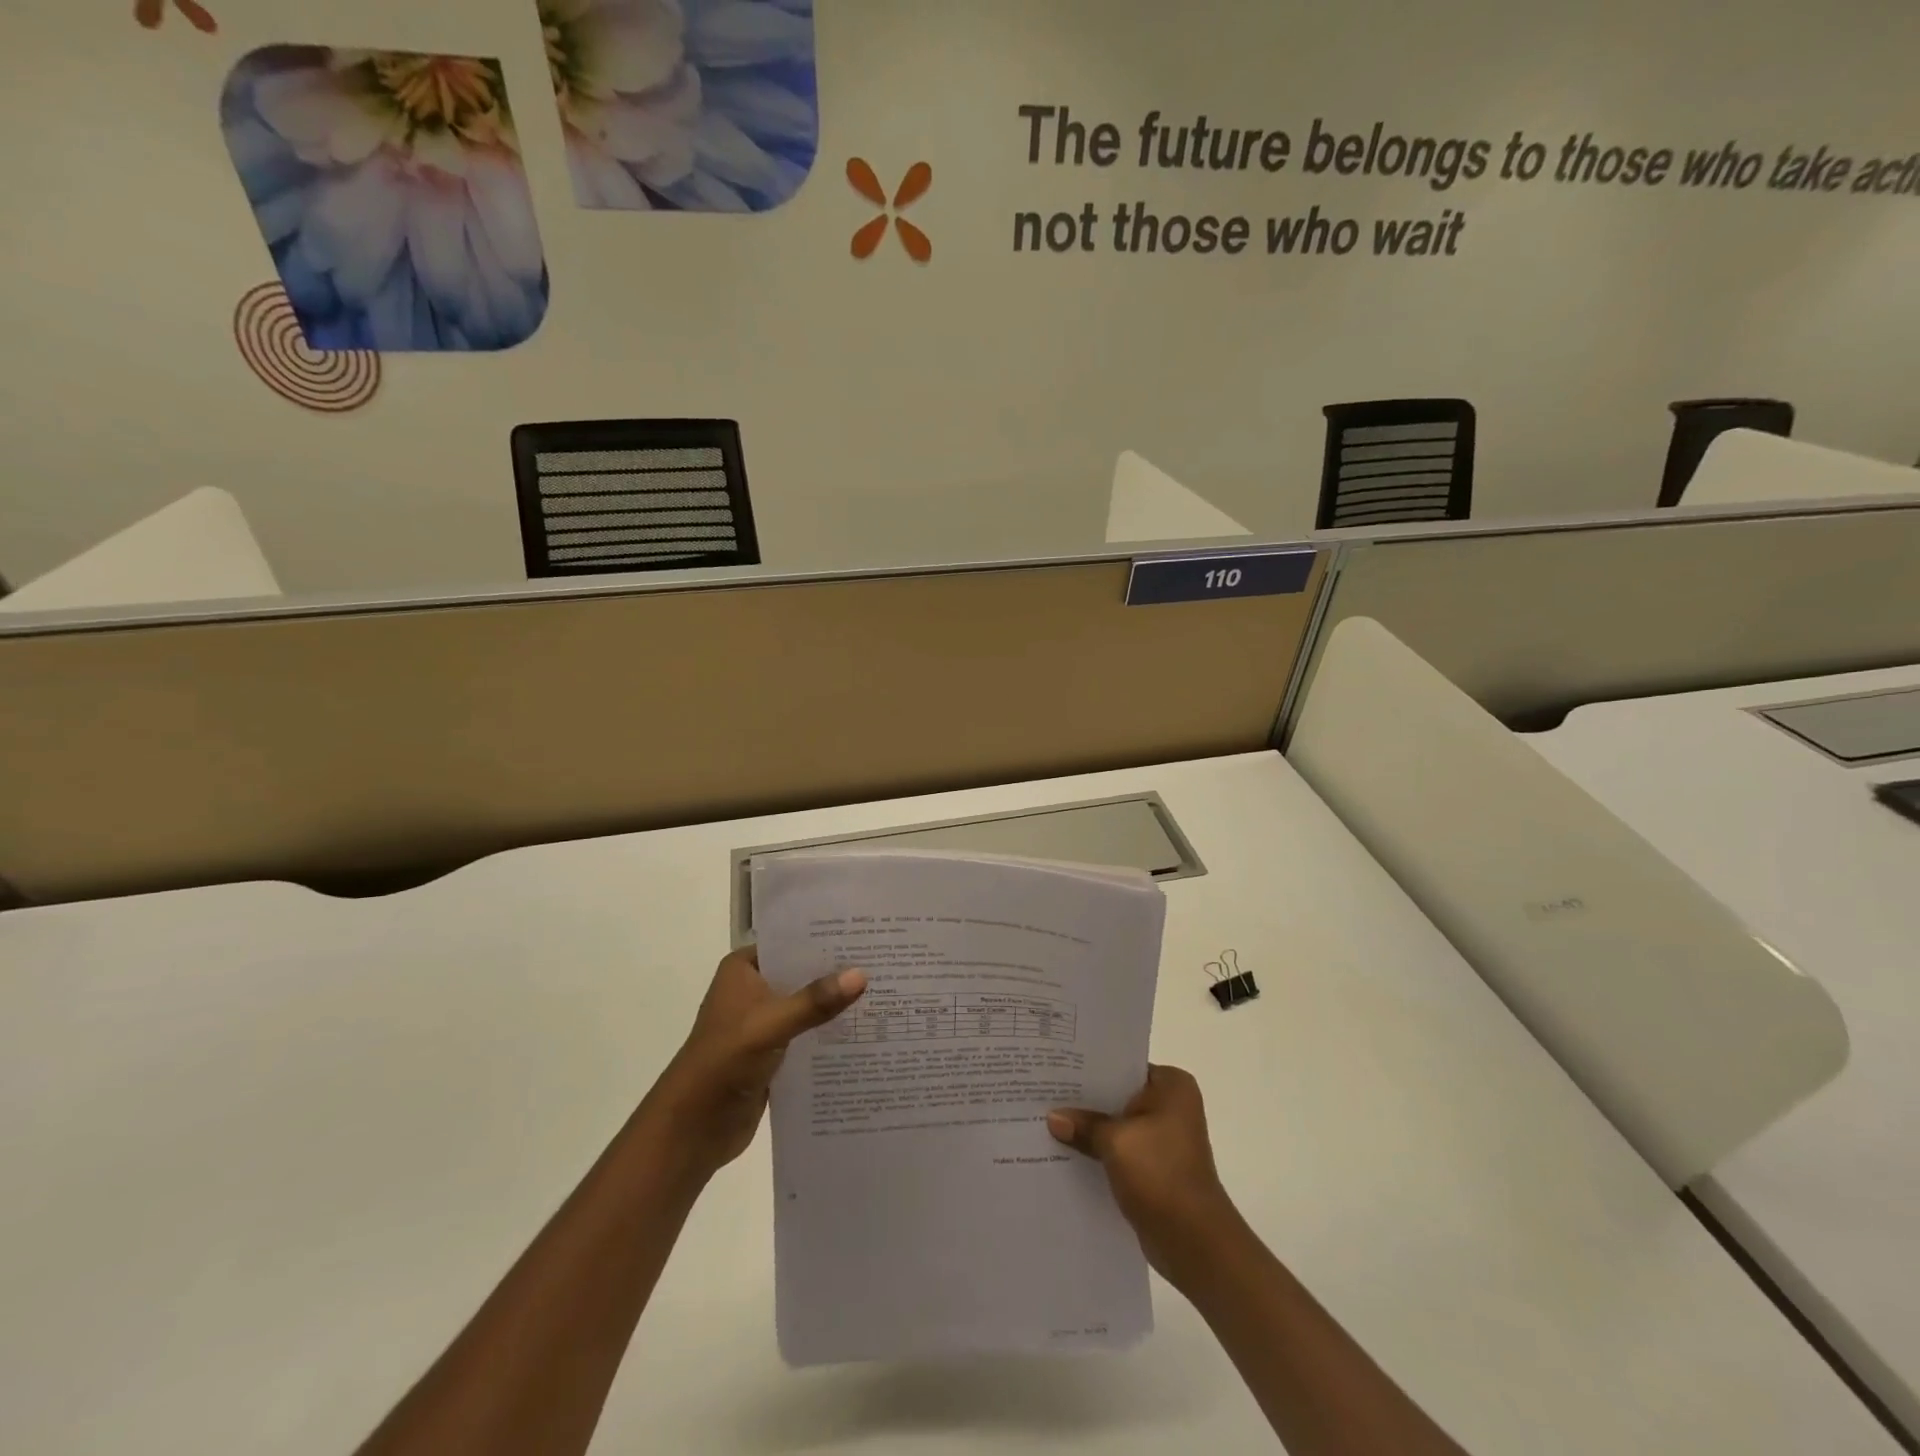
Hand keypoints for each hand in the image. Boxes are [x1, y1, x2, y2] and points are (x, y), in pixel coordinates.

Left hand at [643, 948, 865, 1181]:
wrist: (693, 1128)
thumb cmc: (724, 1062)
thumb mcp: (771, 1025)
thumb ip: (814, 1002)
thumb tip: (862, 975)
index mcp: (744, 969)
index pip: (792, 942)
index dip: (827, 938)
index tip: (868, 933)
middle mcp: (753, 989)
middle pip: (803, 973)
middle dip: (838, 972)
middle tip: (885, 962)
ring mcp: (762, 1022)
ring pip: (807, 1005)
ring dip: (836, 1005)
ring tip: (884, 993)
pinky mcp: (772, 1052)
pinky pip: (807, 1034)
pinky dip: (829, 1033)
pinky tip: (864, 1031)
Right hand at [1048, 1064, 1239, 1281]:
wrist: (1195, 1243)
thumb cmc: (1161, 1175)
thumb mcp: (1116, 1142)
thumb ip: (1084, 1125)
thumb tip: (1053, 1117)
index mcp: (1172, 1086)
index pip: (1122, 1065)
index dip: (1089, 1067)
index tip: (1056, 1066)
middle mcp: (1172, 1106)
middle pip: (1118, 1094)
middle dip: (1086, 1099)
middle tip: (1044, 1091)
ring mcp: (1165, 1138)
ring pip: (1118, 1124)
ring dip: (1091, 1128)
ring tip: (1047, 1120)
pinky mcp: (1156, 1167)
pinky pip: (1121, 1149)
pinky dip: (1099, 1151)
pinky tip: (1066, 1151)